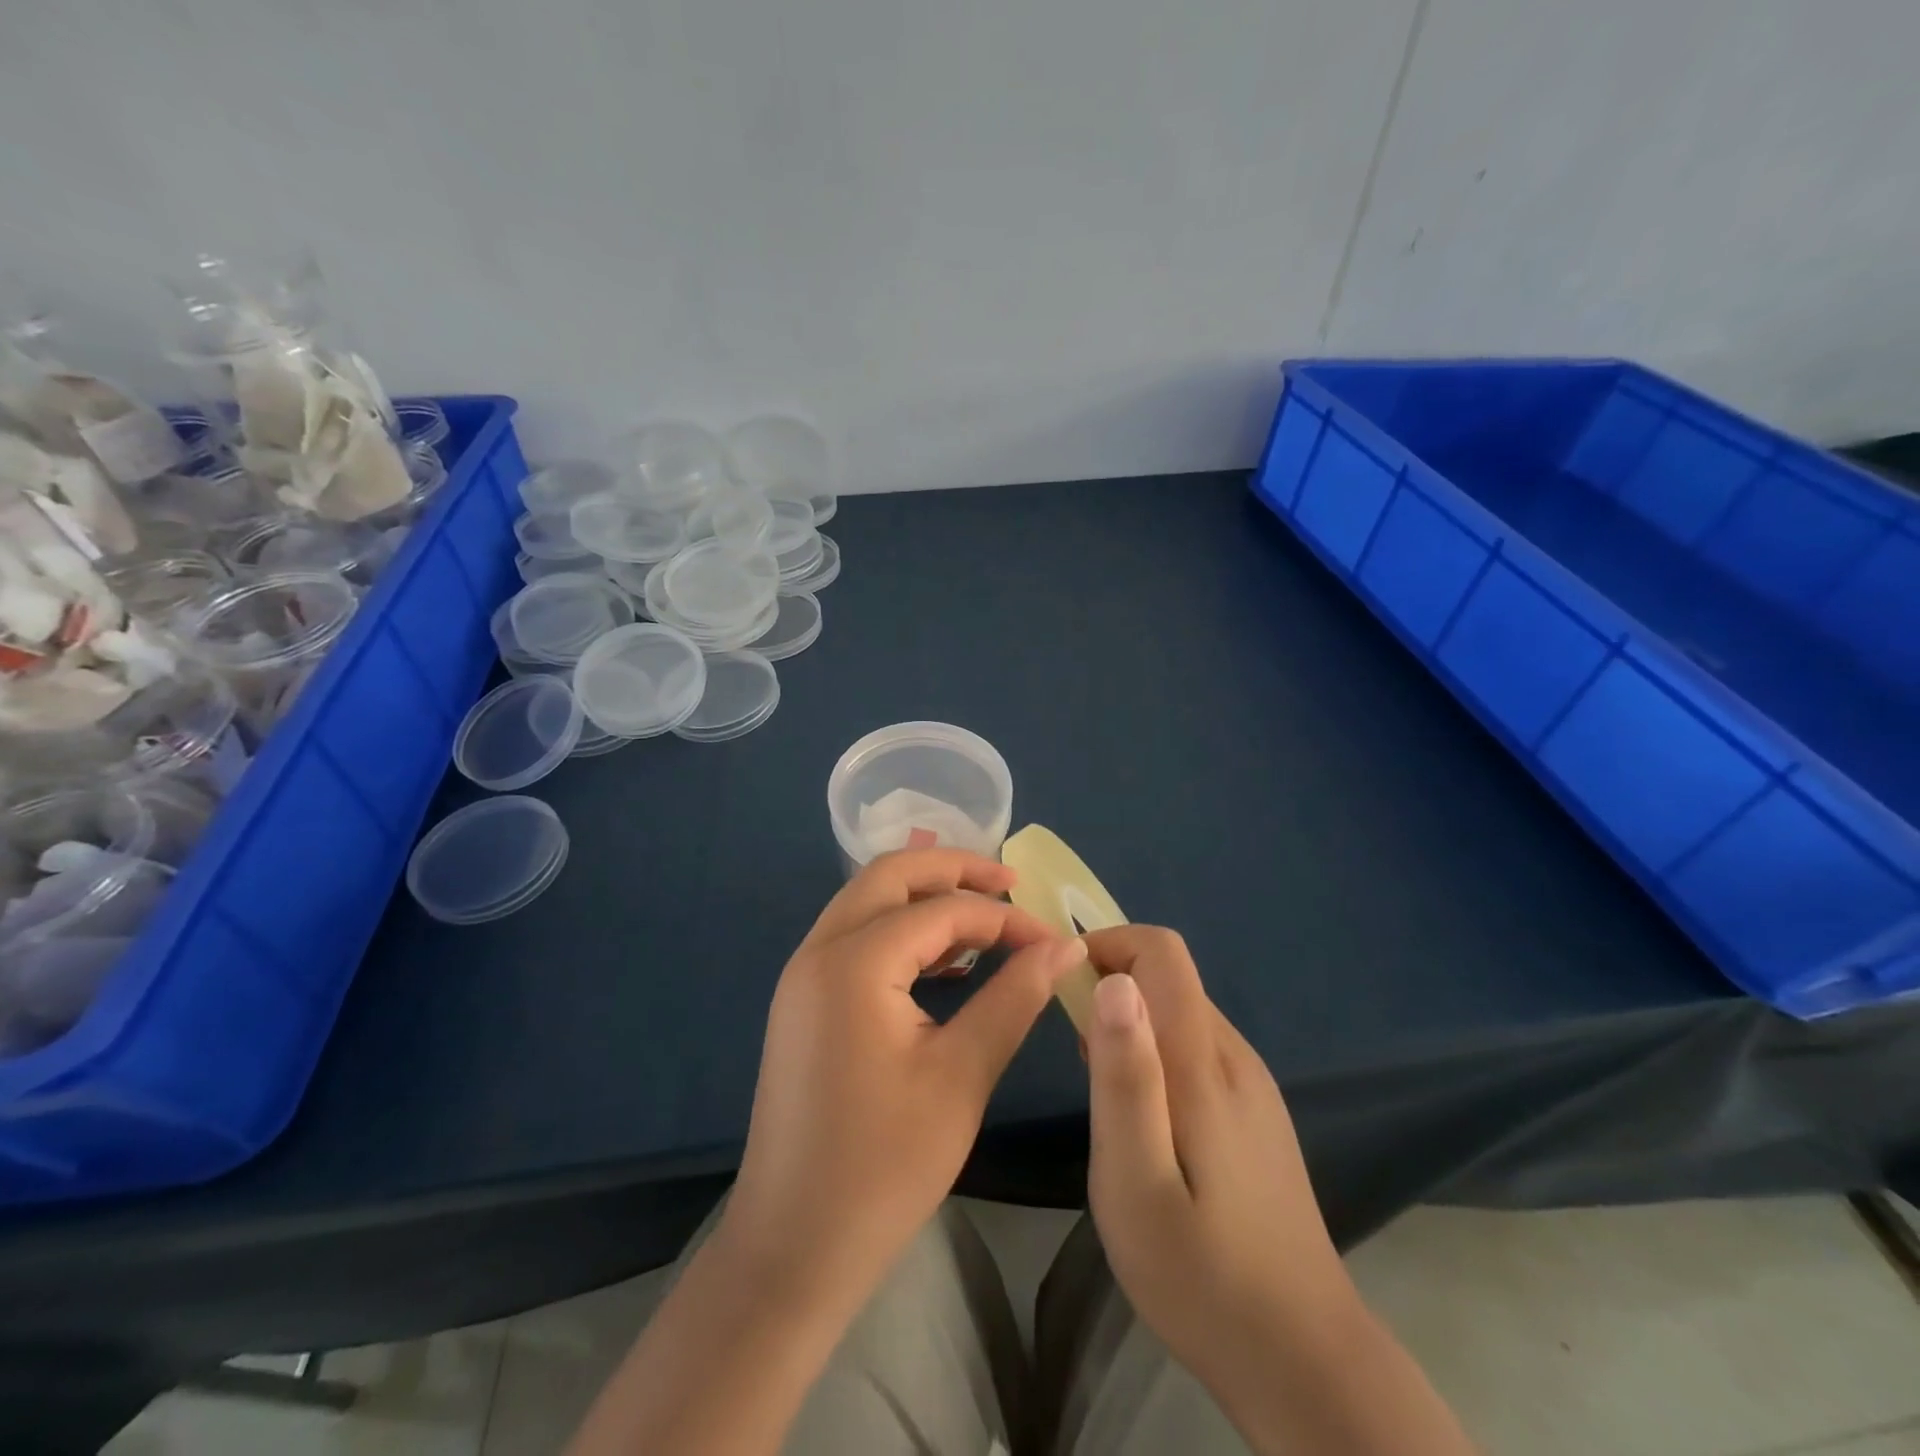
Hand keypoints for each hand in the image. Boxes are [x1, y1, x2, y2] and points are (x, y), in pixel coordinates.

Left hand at [721, 848, 1088, 1302]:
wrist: (792, 1249)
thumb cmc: (882, 1167)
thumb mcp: (961, 1076)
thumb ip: (1014, 998)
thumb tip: (1064, 946)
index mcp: (853, 962)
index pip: (942, 910)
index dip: (1003, 918)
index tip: (1053, 940)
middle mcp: (819, 951)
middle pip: (890, 875)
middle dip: (953, 870)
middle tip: (1011, 884)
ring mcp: (803, 974)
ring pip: (868, 901)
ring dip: (924, 897)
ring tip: (984, 921)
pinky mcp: (803, 1001)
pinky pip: (855, 937)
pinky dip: (900, 931)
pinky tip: (943, 963)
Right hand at [1080, 927, 1353, 1398]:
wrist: (1305, 1361)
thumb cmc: (1202, 1274)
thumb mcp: (1136, 1180)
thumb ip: (1124, 1076)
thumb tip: (1113, 982)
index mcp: (1204, 1061)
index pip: (1162, 950)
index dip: (1109, 945)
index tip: (1064, 988)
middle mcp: (1234, 1056)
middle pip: (1170, 977)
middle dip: (1112, 986)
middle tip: (1072, 1052)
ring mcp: (1253, 1085)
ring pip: (1182, 1013)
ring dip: (1132, 1023)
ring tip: (1099, 1089)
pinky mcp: (1257, 1114)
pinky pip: (1198, 1050)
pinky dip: (1157, 1053)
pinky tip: (1144, 1121)